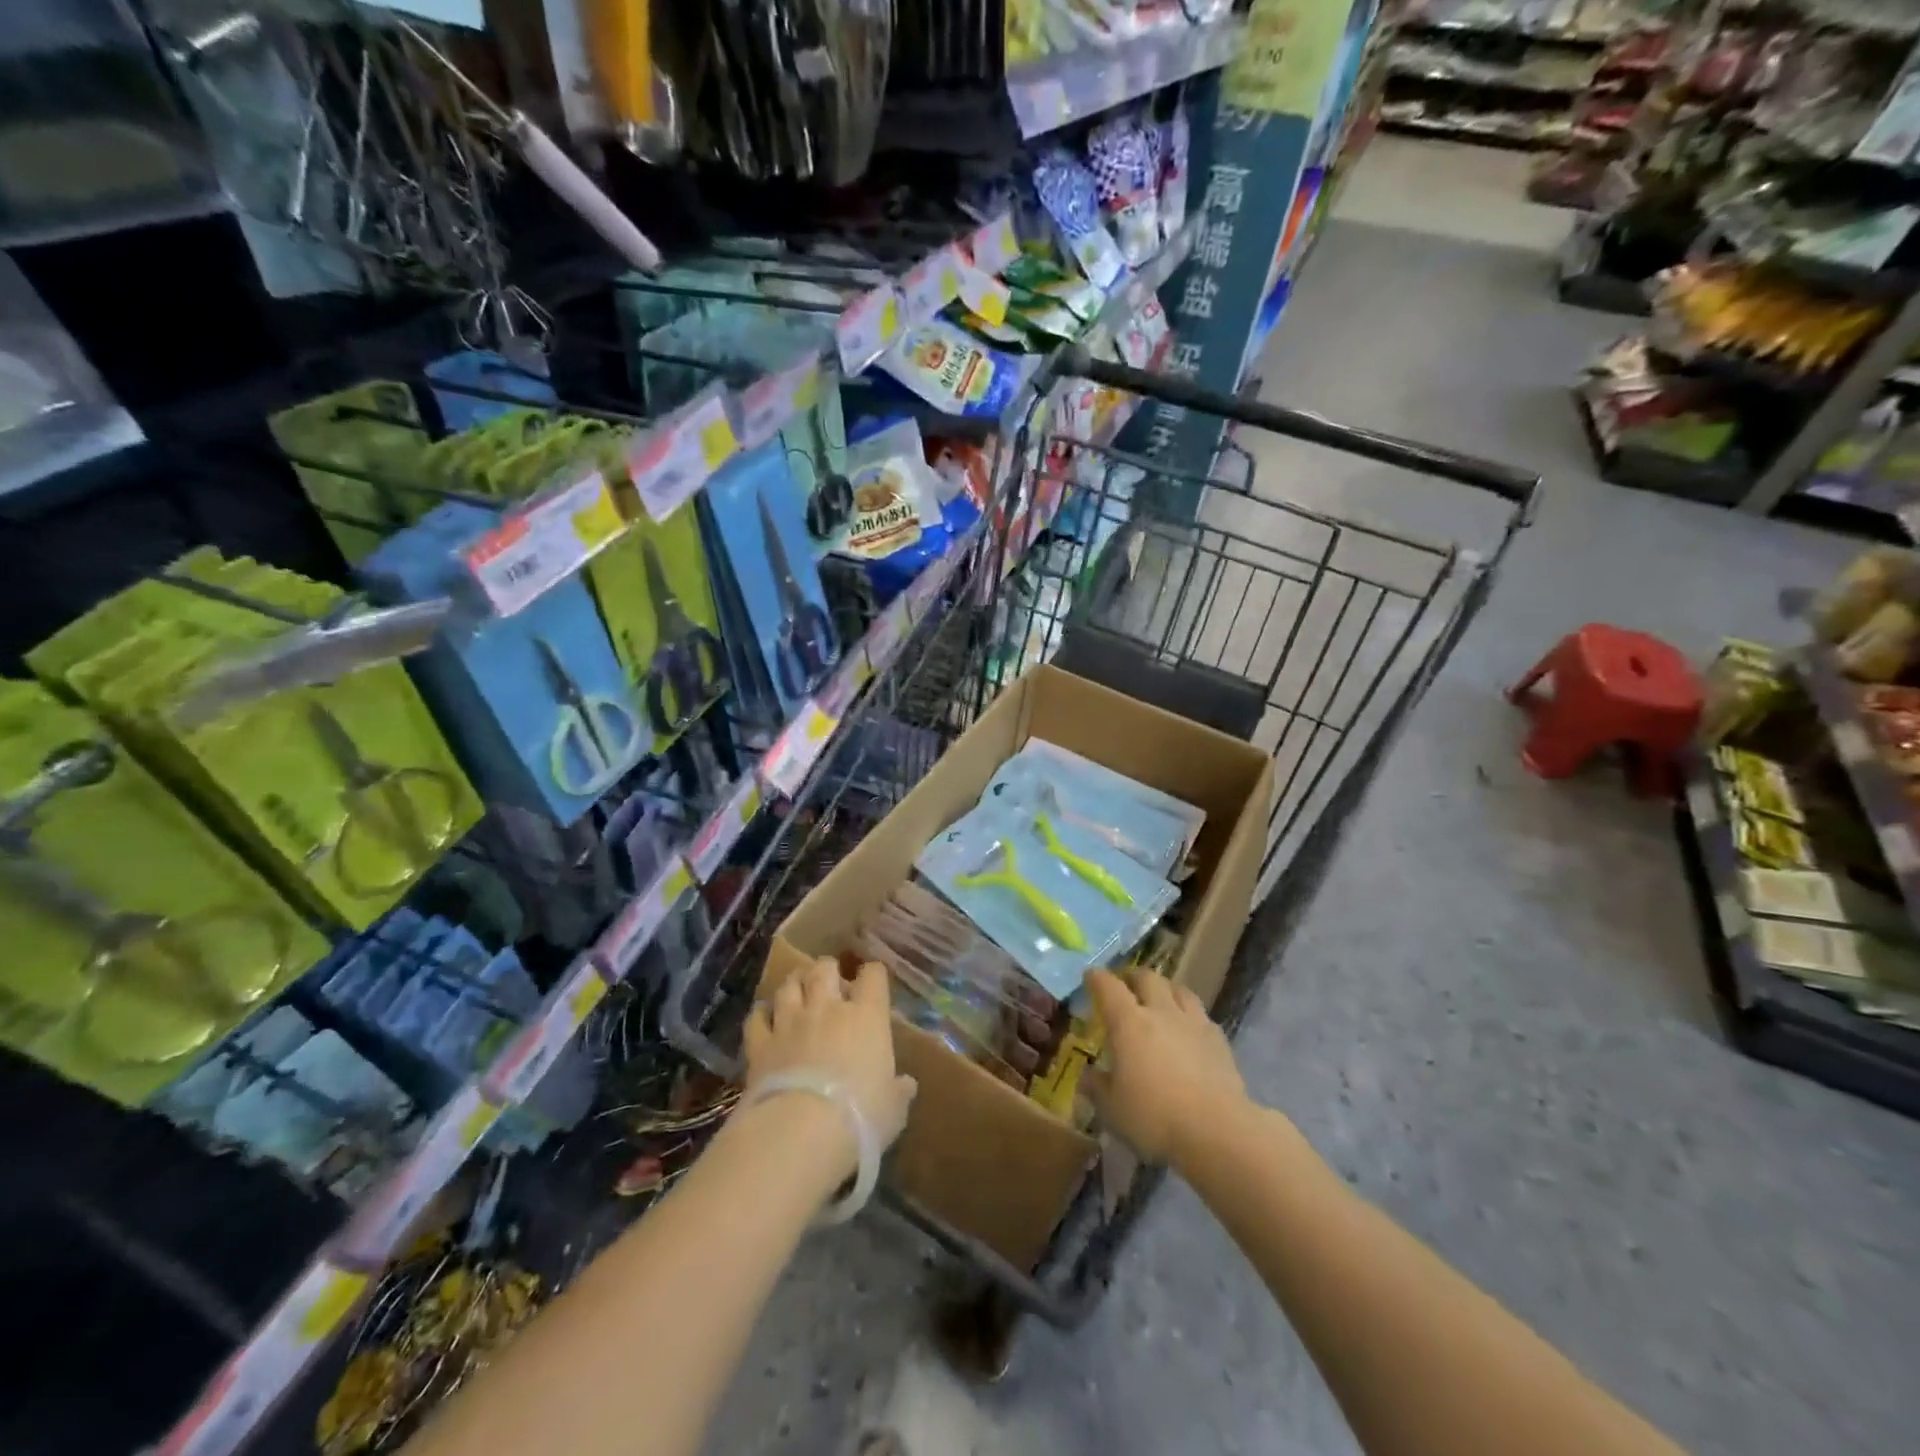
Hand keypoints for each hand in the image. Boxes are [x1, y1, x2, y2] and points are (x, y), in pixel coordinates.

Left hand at [744, 958, 916, 1179]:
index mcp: (867, 1016)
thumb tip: (906, 1084)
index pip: (873, 976)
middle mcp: (827, 1008)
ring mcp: (790, 1022)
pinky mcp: (760, 1044)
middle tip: (829, 979)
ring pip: (789, 985)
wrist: (801, 1132)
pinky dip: (761, 1013)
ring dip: (794, 983)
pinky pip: (757, 1017)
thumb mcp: (893, 1109)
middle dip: (827, 969)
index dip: (873, 974)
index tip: (873, 980)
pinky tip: (764, 1016)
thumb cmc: (861, 1116)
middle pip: (824, 969)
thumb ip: (899, 1091)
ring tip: (797, 988)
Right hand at [1086, 968, 1247, 1164]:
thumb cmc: (1154, 1117)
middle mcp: (1161, 1012)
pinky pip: (1200, 1014)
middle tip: (1127, 987)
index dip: (1097, 978)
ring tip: (1160, 1001)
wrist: (1216, 1130)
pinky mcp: (1219, 1039)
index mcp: (1128, 1022)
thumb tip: (1088, 1075)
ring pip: (1179, 989)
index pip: (1108, 986)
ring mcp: (1193, 1023)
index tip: (1091, 977)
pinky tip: (1189, 1031)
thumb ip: (1097, 1087)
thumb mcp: (1112, 1109)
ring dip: (1165, 990)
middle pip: (1147, 978)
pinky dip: (1190, 1015)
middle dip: (1133, 978)